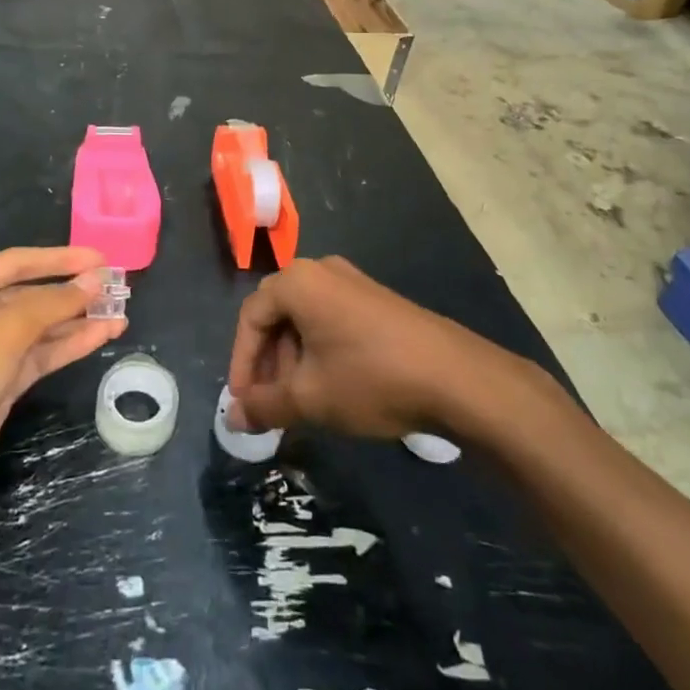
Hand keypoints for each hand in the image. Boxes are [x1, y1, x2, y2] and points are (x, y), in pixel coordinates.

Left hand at [0, 246, 124, 516]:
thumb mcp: (3, 330)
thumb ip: (52, 303)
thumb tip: (94, 280)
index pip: (18, 262)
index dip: (60, 258)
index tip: (101, 258)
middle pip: (30, 295)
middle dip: (72, 292)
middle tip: (117, 288)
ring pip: (39, 329)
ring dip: (77, 321)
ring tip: (120, 313)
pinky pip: (39, 357)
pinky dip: (68, 347)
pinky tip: (101, 337)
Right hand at [226, 256, 492, 438]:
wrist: (456, 377)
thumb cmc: (370, 379)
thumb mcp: (310, 398)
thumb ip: (265, 406)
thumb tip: (233, 418)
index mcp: (298, 282)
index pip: (251, 317)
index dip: (242, 363)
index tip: (244, 404)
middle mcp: (321, 271)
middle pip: (276, 315)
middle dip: (267, 363)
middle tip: (269, 405)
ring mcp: (352, 282)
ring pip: (304, 320)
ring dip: (292, 360)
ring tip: (299, 403)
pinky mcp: (376, 300)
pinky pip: (331, 320)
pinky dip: (319, 352)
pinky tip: (330, 388)